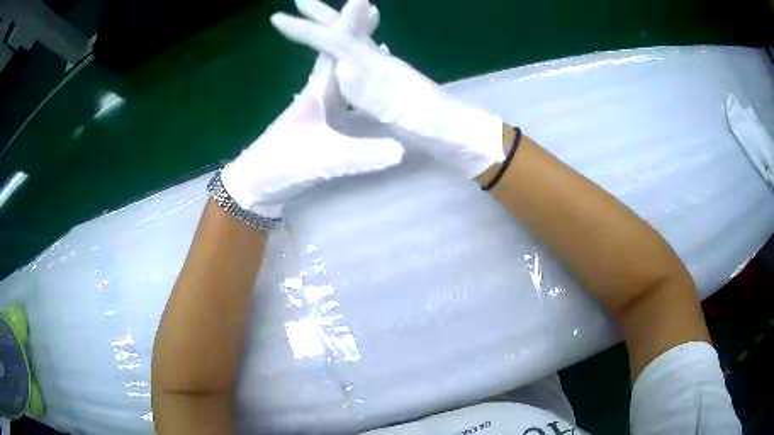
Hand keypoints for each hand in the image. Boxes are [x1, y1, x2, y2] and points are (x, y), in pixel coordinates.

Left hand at [221, 0, 402, 218]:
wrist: (256, 184)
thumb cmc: (283, 166)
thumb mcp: (325, 161)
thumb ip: (362, 155)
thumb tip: (401, 148)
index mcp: (318, 92)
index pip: (335, 50)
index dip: (349, 26)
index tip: (364, 1)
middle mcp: (318, 90)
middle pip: (336, 51)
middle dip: (352, 27)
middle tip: (371, 6)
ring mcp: (318, 103)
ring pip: (339, 66)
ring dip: (353, 46)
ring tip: (370, 31)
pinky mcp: (320, 117)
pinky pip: (342, 86)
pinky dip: (354, 72)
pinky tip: (362, 72)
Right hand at [270, 0, 504, 178]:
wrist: (461, 134)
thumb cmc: (436, 128)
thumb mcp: (404, 112)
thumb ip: (374, 90)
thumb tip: (345, 67)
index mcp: (377, 68)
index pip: (336, 41)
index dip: (307, 30)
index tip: (279, 19)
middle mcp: (378, 62)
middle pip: (344, 32)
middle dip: (321, 15)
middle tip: (300, 0)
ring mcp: (383, 72)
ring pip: (350, 43)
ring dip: (331, 27)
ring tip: (313, 17)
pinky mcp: (386, 85)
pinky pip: (359, 60)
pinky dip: (346, 50)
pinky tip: (344, 56)